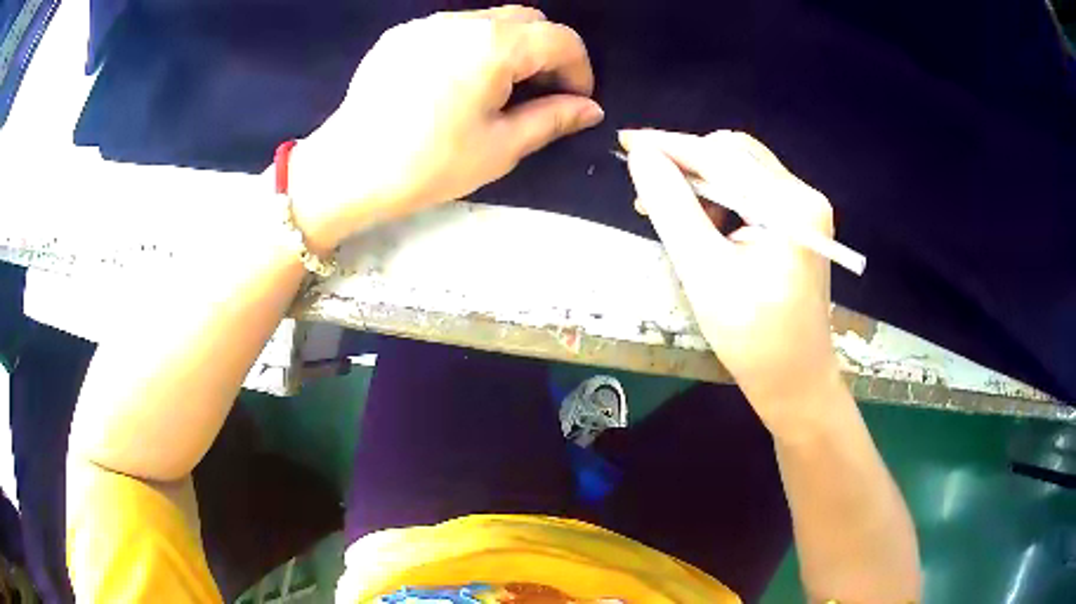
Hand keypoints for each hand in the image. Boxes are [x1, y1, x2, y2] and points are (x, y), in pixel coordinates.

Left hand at [289, 6, 603, 250]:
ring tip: (499, 88)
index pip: (560, 39)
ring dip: (510, 47)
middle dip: (547, 52)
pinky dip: (472, 47)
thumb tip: (590, 109)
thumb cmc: (427, 165)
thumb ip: (552, 119)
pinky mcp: (400, 35)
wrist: (346, 170)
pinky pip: (452, 29)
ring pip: (489, 20)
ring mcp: (426, 24)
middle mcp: (461, 21)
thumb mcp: (500, 147)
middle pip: (527, 20)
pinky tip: (457, 81)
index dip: (579, 70)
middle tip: (542, 93)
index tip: (576, 101)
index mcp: (493, 45)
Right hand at [621, 129, 847, 437]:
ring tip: (667, 211)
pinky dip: (718, 199)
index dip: (670, 145)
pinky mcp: (798, 223)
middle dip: (687, 164)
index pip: (723, 156)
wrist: (795, 382)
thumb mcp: (705, 272)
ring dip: (700, 183)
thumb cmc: (753, 338)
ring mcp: (804, 209)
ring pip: (741, 171)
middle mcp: (804, 196)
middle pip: (735, 155)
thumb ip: (673, 207)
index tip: (626, 141)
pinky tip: (699, 221)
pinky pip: (751, 193)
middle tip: (645, 189)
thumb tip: (642, 156)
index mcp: (792, 206)